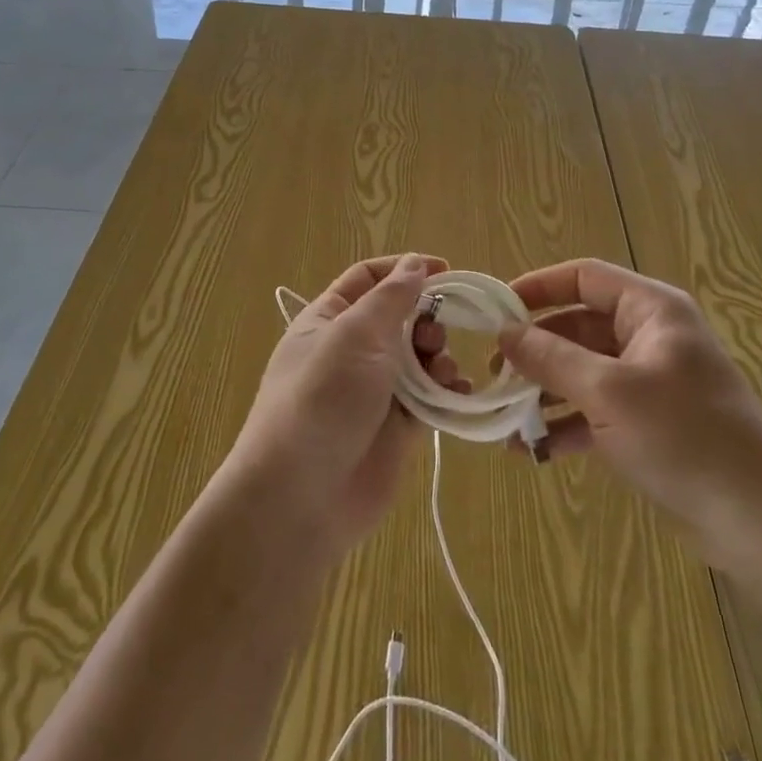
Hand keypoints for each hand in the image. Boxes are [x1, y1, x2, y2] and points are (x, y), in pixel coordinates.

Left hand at [224, 253, 462, 559]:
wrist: (301, 497)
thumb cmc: (323, 397)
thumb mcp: (355, 335)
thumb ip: (391, 297)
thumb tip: (414, 264)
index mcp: (329, 318)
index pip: (368, 278)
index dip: (405, 268)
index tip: (447, 270)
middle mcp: (351, 350)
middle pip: (400, 317)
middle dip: (426, 318)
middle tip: (435, 334)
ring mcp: (374, 390)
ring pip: (418, 358)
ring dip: (438, 356)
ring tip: (443, 371)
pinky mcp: (396, 428)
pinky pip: (429, 399)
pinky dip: (447, 392)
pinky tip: (459, 393)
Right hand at [498, 258, 761, 569]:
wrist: (761, 520)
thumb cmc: (684, 436)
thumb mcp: (608, 392)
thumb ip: (551, 358)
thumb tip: (505, 333)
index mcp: (649, 309)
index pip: (583, 277)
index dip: (538, 287)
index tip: (497, 309)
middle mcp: (649, 335)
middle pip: (578, 326)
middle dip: (535, 350)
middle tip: (495, 372)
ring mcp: (650, 380)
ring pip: (583, 370)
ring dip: (545, 391)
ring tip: (507, 417)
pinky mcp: (650, 422)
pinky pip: (596, 409)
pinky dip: (567, 424)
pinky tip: (534, 450)